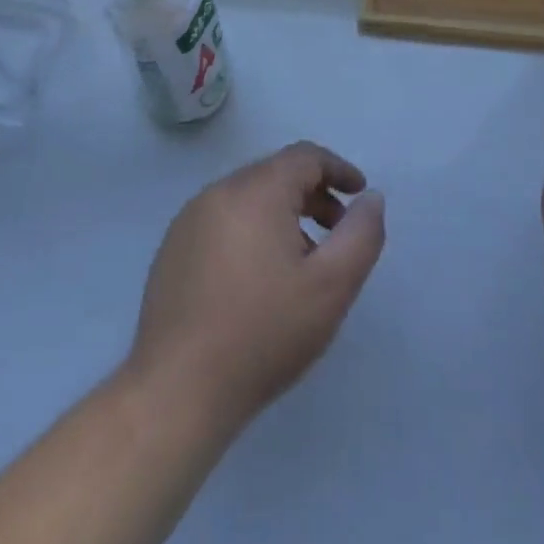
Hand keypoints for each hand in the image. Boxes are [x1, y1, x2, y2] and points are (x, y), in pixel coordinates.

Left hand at [128, 142, 385, 433]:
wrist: (179, 386)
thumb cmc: (264, 332)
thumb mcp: (331, 286)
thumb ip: (361, 235)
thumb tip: (370, 198)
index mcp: (256, 191)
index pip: (304, 157)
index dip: (337, 169)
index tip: (359, 194)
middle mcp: (218, 192)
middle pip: (274, 173)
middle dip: (312, 193)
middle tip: (337, 231)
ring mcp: (189, 219)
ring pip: (248, 198)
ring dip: (282, 214)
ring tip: (302, 261)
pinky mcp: (173, 247)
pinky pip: (223, 220)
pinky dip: (251, 230)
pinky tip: (259, 278)